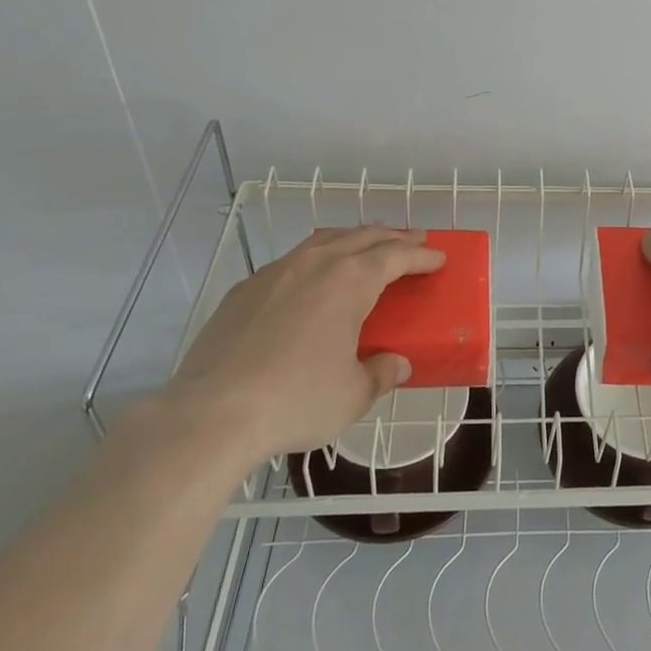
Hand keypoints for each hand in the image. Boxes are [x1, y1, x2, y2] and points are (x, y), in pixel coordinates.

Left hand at [159, 225, 444, 471]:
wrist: (212, 413)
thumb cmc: (296, 400)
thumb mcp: (353, 395)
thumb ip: (381, 374)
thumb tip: (397, 364)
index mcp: (350, 281)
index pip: (396, 255)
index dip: (421, 255)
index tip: (439, 257)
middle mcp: (316, 264)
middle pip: (363, 237)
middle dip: (392, 237)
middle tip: (413, 241)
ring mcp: (276, 272)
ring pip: (324, 241)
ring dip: (353, 239)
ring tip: (366, 246)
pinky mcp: (244, 290)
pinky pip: (291, 261)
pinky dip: (315, 259)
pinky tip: (311, 278)